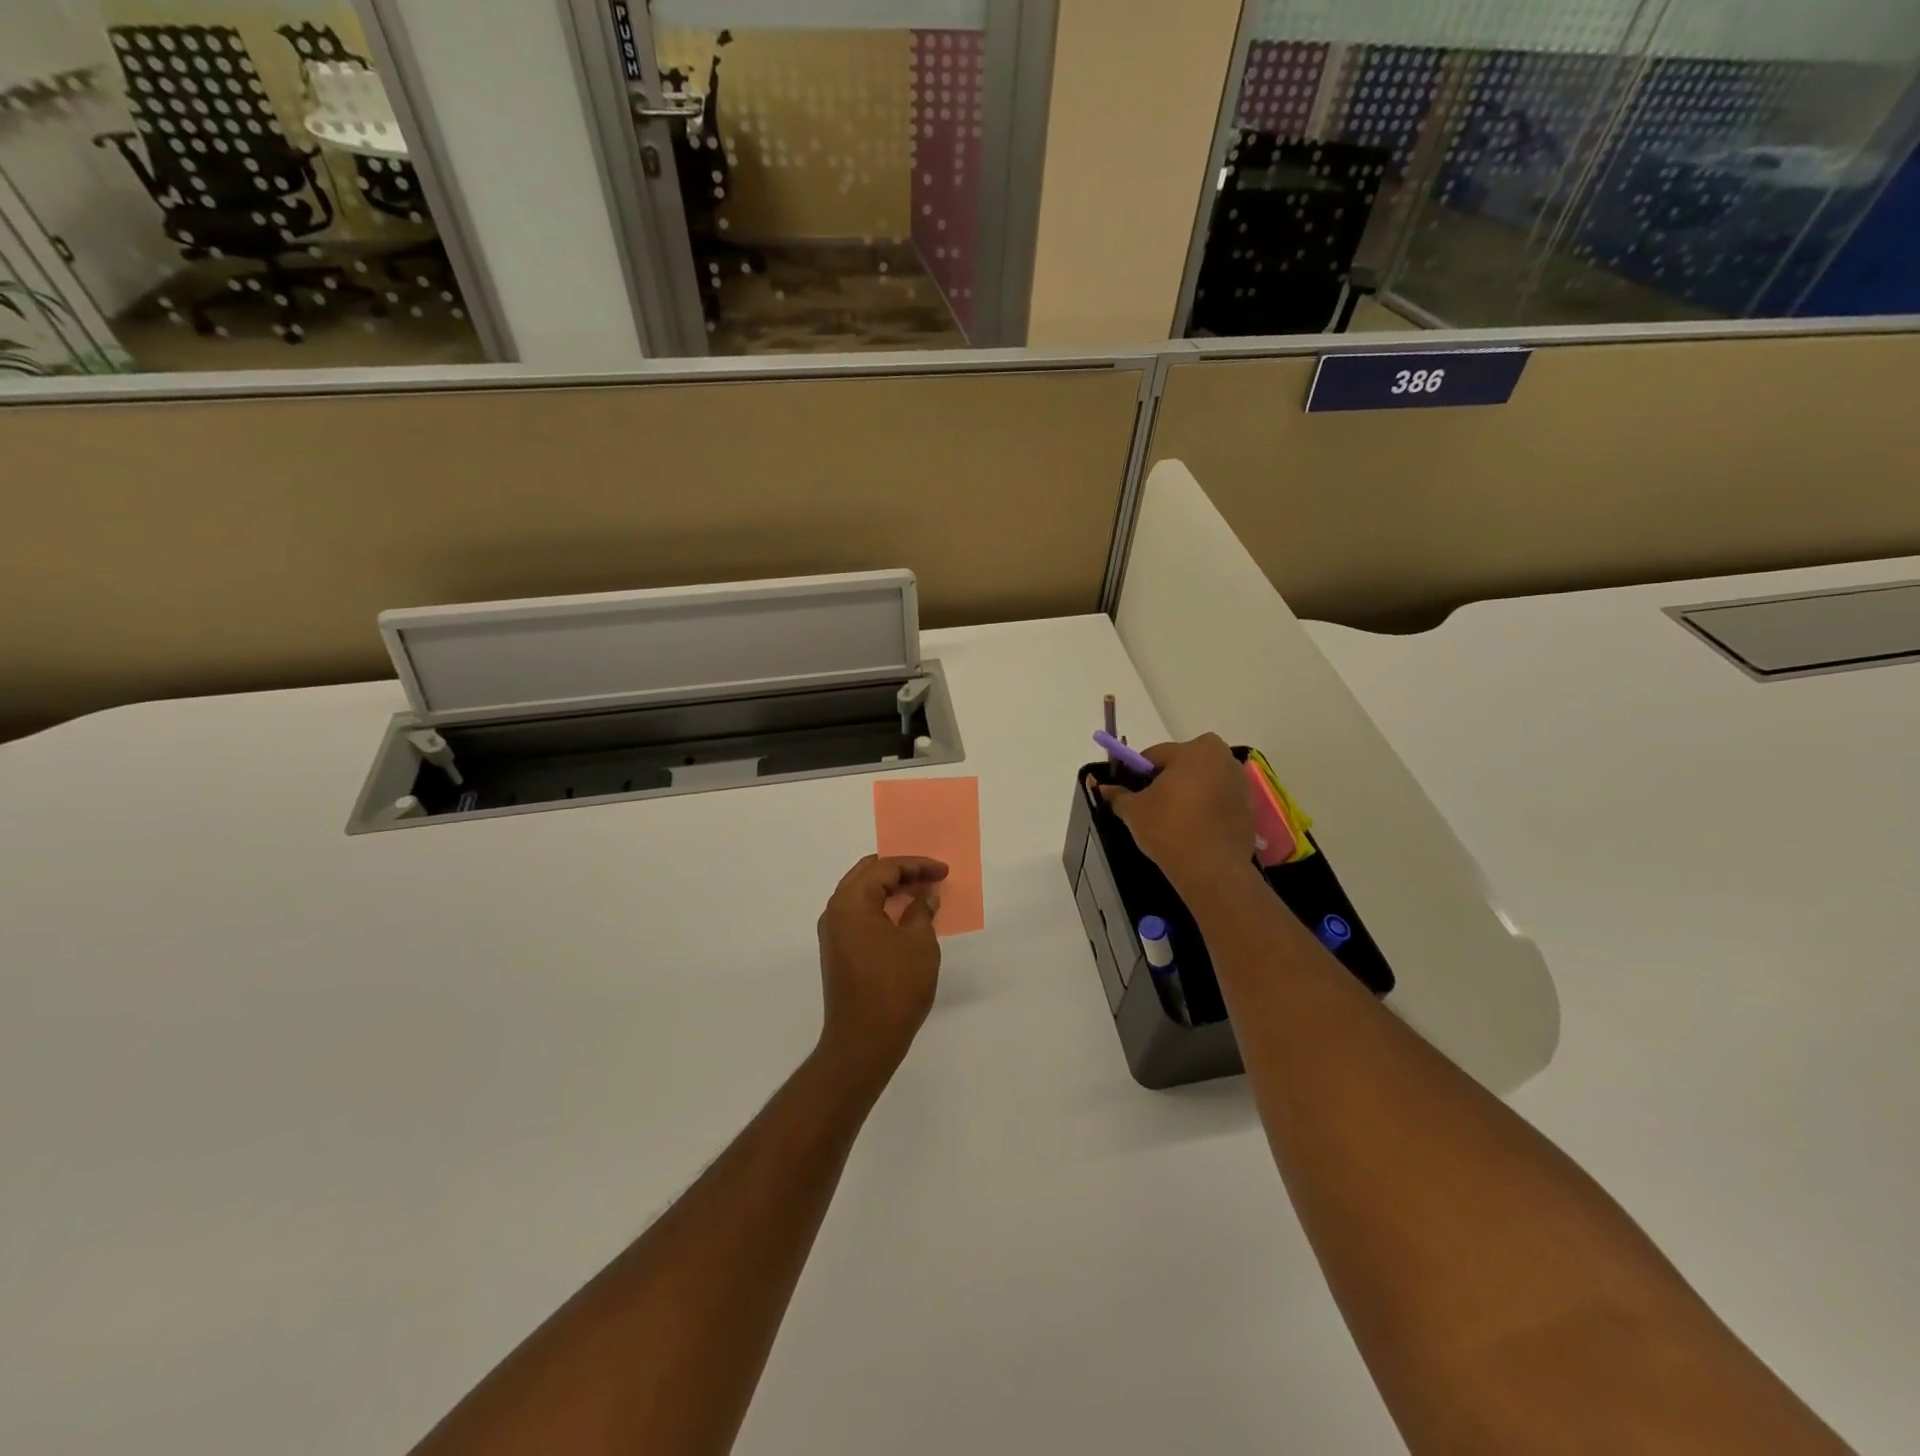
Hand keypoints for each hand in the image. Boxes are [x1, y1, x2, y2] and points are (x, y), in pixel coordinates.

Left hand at [814, 855, 948, 1094]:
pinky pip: (860, 915)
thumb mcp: (919, 943)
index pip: (884, 868)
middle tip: (930, 877)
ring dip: (890, 890)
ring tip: (921, 894)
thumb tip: (925, 897)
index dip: (917, 865)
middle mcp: (835, 911)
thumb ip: (921, 911)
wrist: (863, 1041)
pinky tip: (905, 917)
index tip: (943, 871)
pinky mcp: (838, 951)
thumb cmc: (894, 986)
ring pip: (862, 894)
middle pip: (867, 875)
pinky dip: (882, 908)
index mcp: (851, 902)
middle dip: (900, 872)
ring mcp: (833, 933)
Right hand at [1094, 734, 1255, 893]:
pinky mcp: (1249, 808)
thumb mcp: (1134, 810)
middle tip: (1150, 806)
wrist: (1212, 869)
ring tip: (1171, 821)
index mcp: (1197, 750)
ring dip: (1187, 794)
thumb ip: (1118, 795)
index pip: (1156, 754)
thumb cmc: (1169, 828)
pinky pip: (1217, 801)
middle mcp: (1224, 758)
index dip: (1137, 772)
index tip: (1129, 791)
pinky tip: (1192, 830)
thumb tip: (1103, 788)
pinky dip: (1204, 809)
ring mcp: (1241, 784)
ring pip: (1202, 783)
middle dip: (1166, 780)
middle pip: (1183, 765)